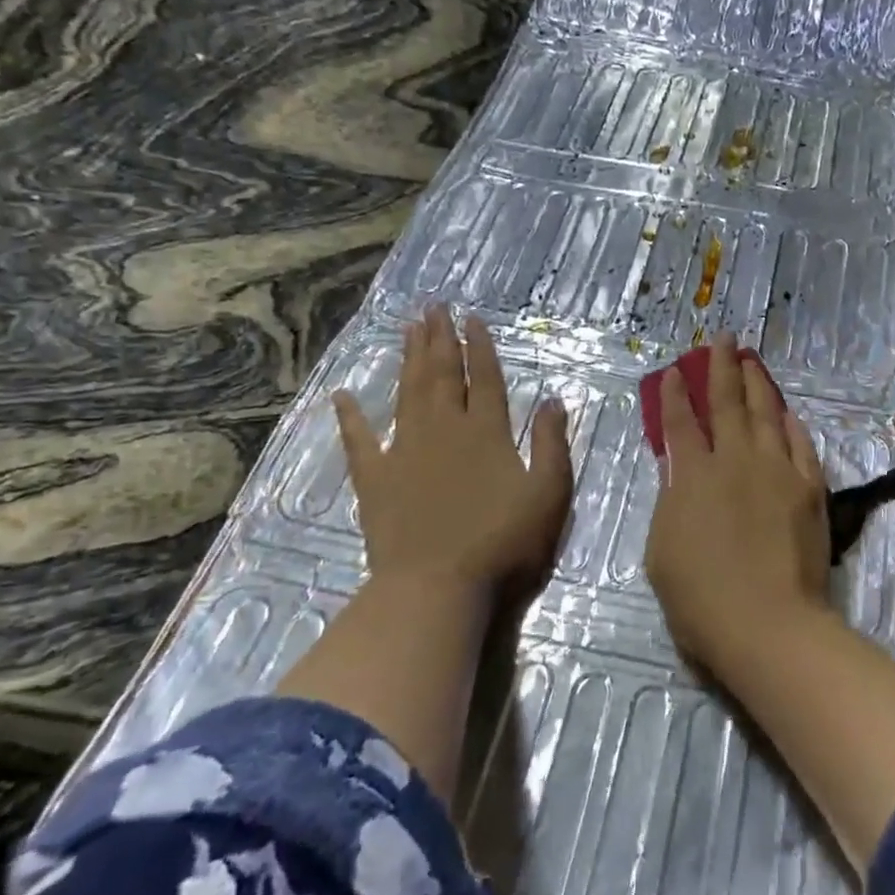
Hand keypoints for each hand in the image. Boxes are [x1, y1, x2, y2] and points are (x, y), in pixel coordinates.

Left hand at [334, 304, 571, 593]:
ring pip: (407, 393)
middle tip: (434, 306)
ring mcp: (404, 451)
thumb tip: (552, 399)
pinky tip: (342, 394)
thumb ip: (551, 443)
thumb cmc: (503, 542)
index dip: (480, 347)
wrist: (437, 588)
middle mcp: (444, 429)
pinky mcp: (374, 480)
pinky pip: (359, 441)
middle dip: (440, 339)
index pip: (484, 378)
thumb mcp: (548, 493)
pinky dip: (350, 417)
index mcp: (486, 431)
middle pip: (442, 374)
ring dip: (408, 359)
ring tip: (408, 328)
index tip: (472, 318)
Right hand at [645, 333, 834, 673]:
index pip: (680, 424)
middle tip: (721, 338)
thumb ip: (671, 501)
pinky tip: (787, 411)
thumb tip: (678, 471)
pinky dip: (792, 424)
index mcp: (693, 476)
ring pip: (765, 414)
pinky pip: (800, 444)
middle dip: (720, 367)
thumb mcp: (662, 550)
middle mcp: (735, 461)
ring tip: (750, 360)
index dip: (675, 394)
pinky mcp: (808, 488)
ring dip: (756, 384)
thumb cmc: (700, 598)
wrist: (767, 623)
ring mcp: (776, 470)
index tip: (676, 370)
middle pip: (726, 403)